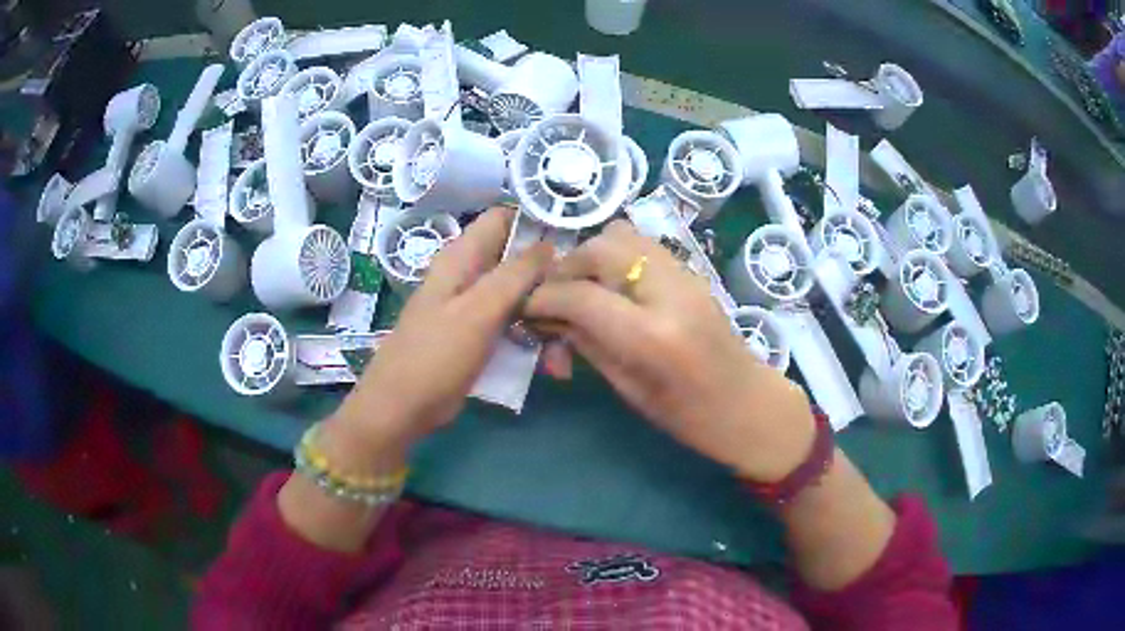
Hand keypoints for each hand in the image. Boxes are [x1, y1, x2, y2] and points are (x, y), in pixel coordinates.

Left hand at [326, 207, 552, 460]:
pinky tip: (552, 363)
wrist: (403, 407)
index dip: (538, 221)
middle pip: (518, 260)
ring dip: (546, 316)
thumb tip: (550, 243)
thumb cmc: (436, 355)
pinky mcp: (479, 334)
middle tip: (580, 301)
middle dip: (550, 278)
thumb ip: (514, 275)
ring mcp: (474, 306)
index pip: (504, 218)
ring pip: (521, 296)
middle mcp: (469, 275)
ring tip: (566, 348)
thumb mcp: (478, 311)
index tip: (574, 239)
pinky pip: (513, 325)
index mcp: (462, 257)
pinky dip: (533, 339)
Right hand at [526, 220, 814, 482]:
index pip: (579, 294)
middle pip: (600, 247)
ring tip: (584, 290)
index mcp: (651, 335)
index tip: (526, 309)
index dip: (543, 298)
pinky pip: (642, 246)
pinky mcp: (692, 271)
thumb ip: (585, 343)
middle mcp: (668, 291)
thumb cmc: (688, 418)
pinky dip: (616, 258)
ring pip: (622, 234)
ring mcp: (685, 274)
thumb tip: (549, 317)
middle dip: (566, 268)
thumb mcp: (628, 388)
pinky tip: (612, 288)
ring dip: (591, 257)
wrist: (749, 406)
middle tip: (557, 300)